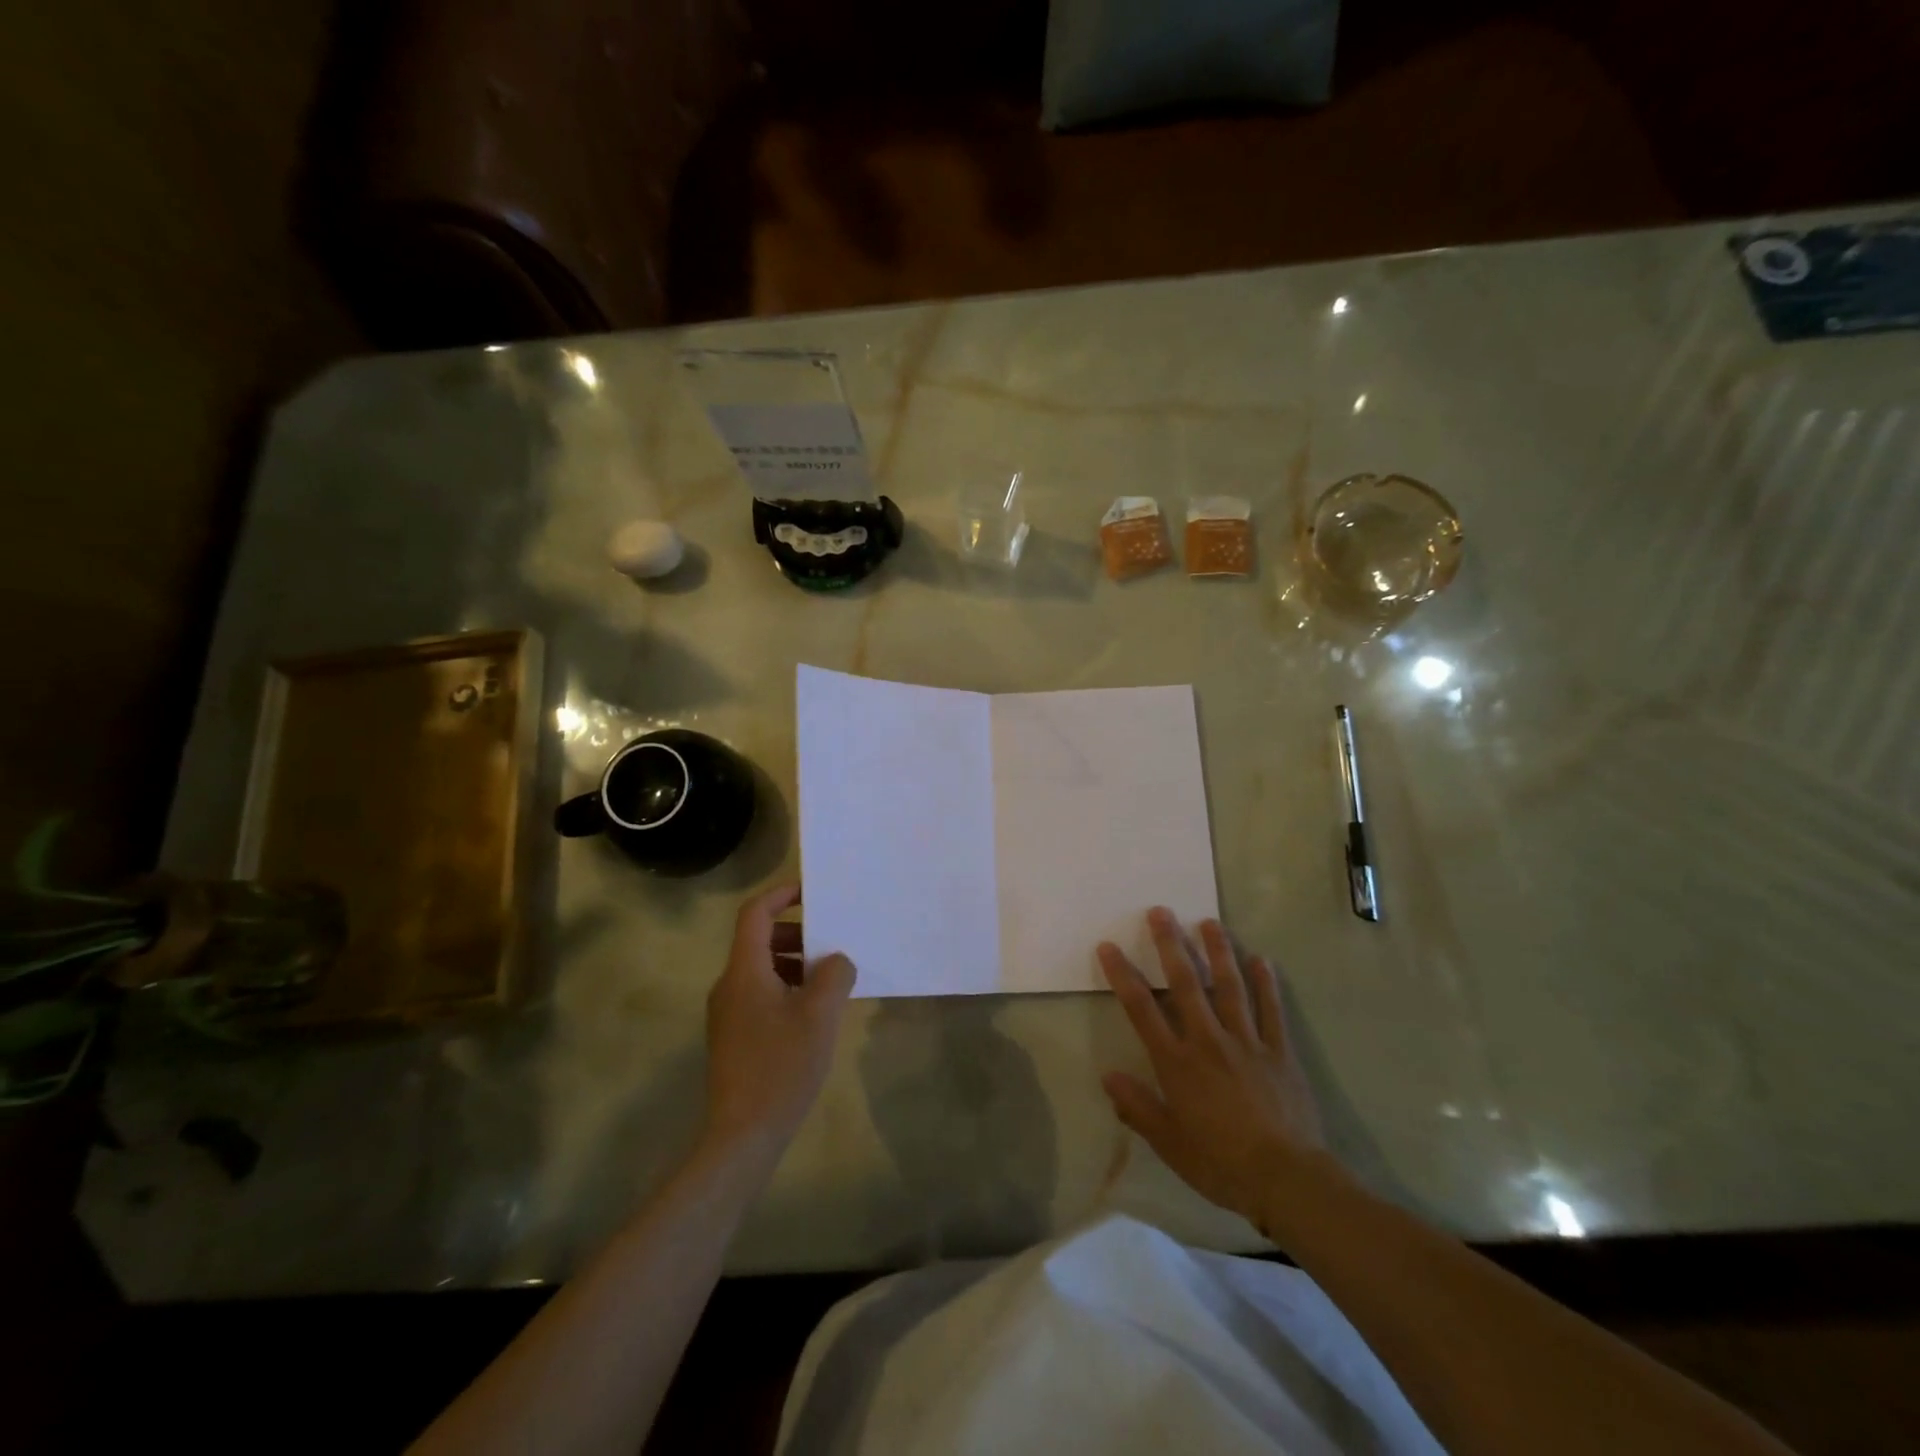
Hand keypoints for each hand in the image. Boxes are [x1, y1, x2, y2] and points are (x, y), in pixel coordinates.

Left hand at [702, 885, 855, 1164]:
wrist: (743, 1136)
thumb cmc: (781, 1066)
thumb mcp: (820, 1014)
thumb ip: (834, 974)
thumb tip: (836, 961)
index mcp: (744, 971)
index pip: (754, 913)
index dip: (781, 894)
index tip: (811, 893)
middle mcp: (729, 985)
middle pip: (758, 940)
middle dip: (796, 934)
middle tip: (830, 945)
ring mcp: (728, 1013)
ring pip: (761, 969)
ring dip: (794, 963)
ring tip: (828, 982)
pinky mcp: (733, 1037)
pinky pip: (760, 994)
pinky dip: (787, 988)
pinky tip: (813, 1014)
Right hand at [1098, 907, 1334, 1232]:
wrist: (1286, 1180)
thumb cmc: (1220, 1163)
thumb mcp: (1168, 1143)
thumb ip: (1137, 1107)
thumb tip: (1108, 1076)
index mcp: (1177, 1062)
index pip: (1142, 1009)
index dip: (1123, 975)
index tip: (1109, 946)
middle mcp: (1208, 1041)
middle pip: (1186, 984)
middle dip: (1170, 944)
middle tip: (1161, 911)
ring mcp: (1247, 1042)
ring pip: (1230, 986)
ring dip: (1218, 951)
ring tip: (1209, 921)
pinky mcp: (1280, 1052)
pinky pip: (1272, 1011)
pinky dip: (1267, 984)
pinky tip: (1262, 960)